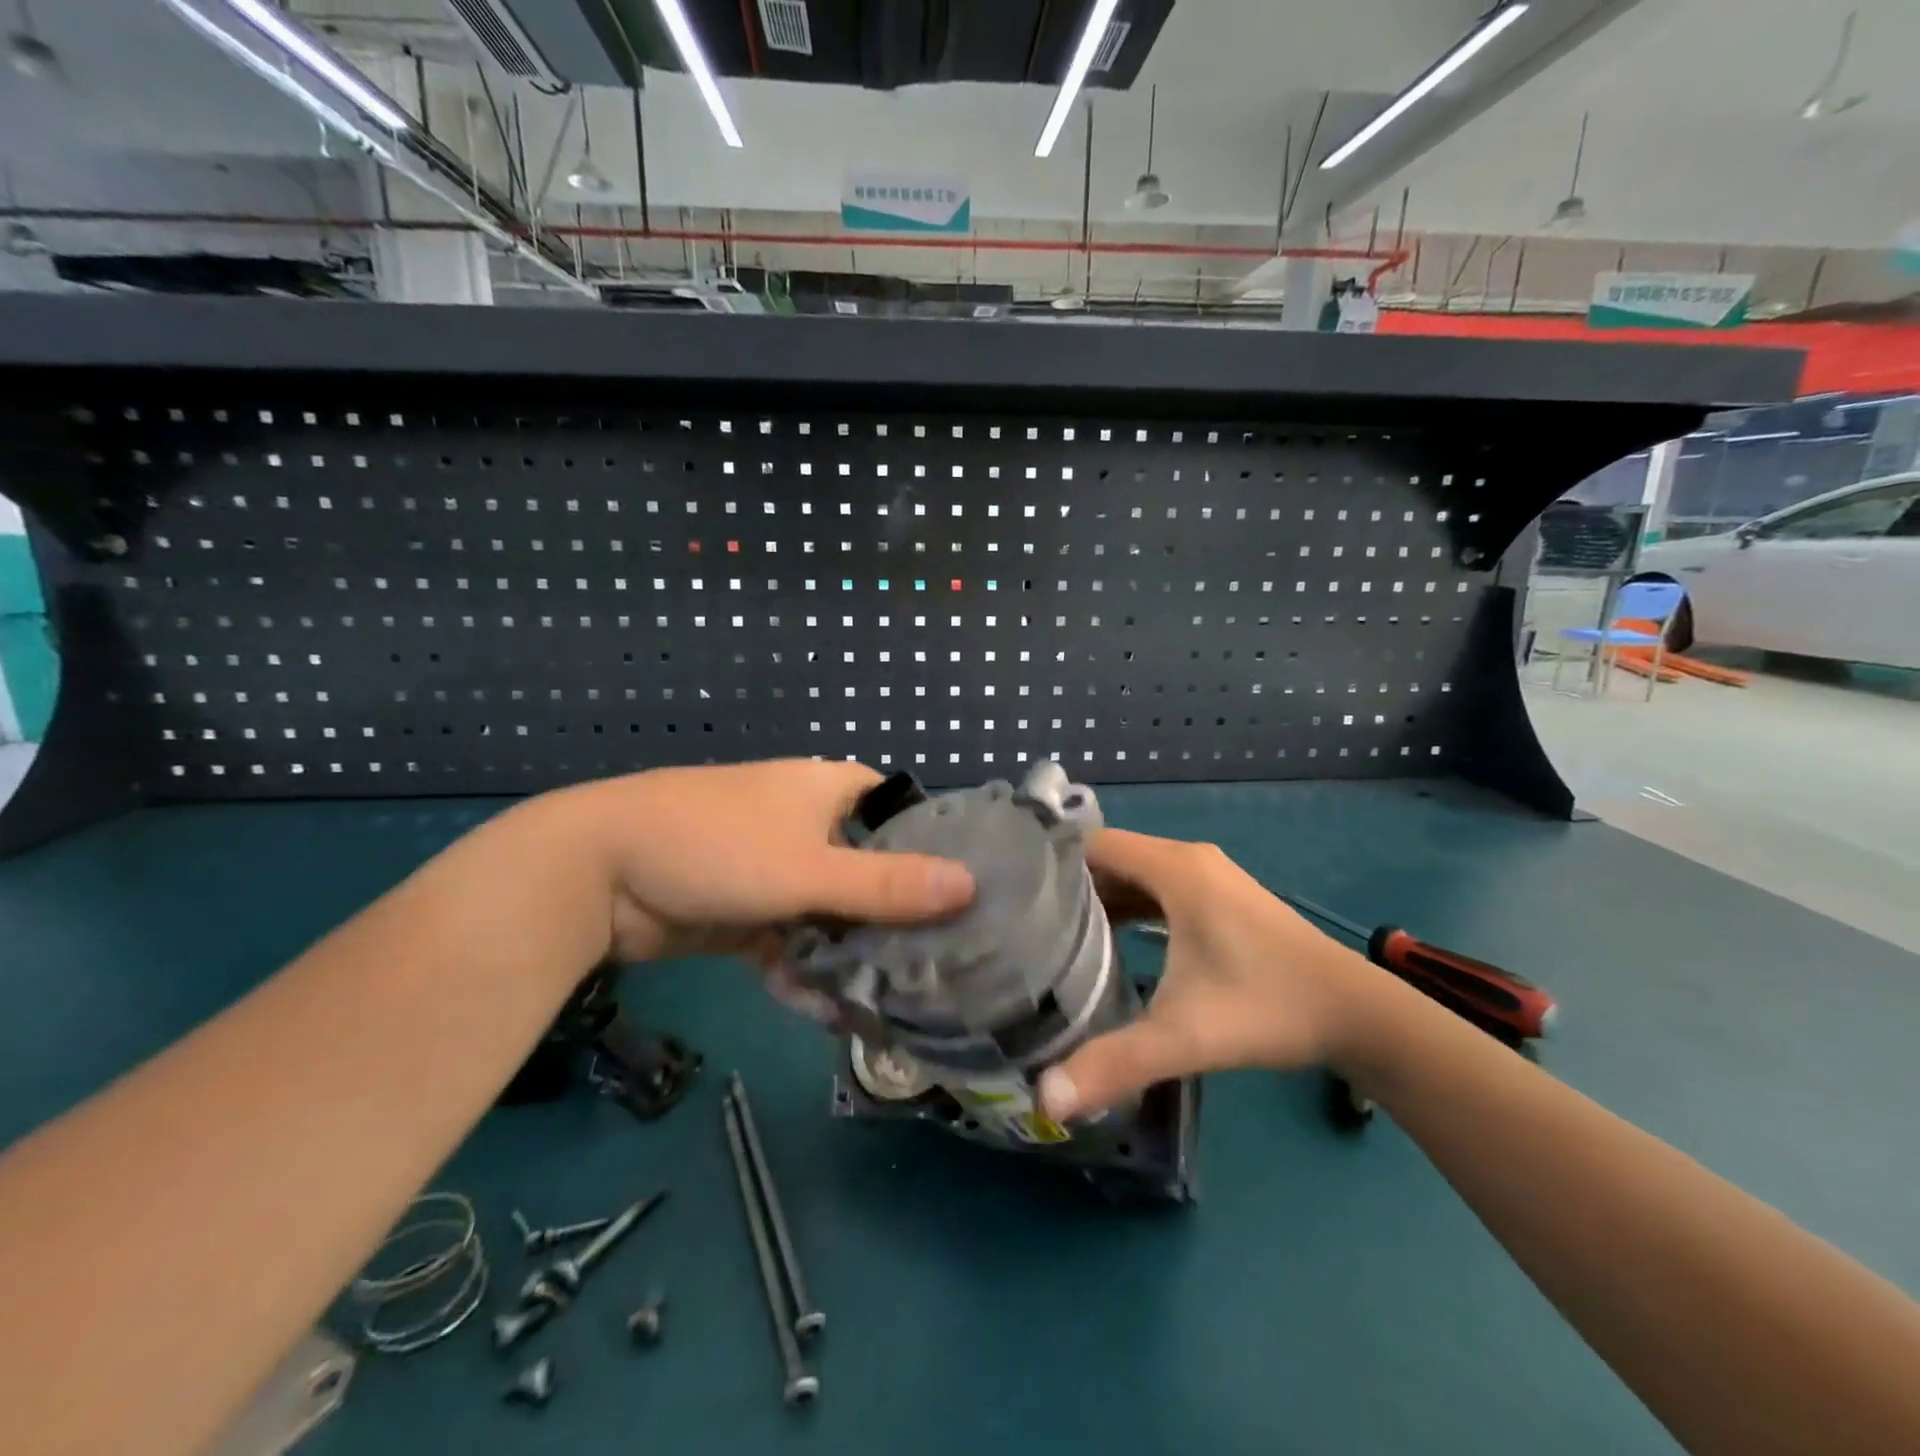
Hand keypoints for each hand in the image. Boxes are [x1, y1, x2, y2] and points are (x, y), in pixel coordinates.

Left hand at [553, 760, 974, 962]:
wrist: (595, 874)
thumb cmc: (717, 847)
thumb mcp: (810, 868)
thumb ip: (888, 884)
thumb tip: (970, 885)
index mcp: (828, 790)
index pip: (901, 812)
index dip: (935, 846)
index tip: (969, 893)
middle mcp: (808, 824)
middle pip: (870, 869)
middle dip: (897, 915)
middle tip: (941, 962)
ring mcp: (776, 869)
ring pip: (832, 912)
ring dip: (851, 952)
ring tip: (892, 1001)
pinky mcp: (747, 911)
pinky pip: (792, 940)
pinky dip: (805, 969)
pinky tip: (826, 1010)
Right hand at [1038, 830, 1377, 1120]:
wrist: (1357, 1013)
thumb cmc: (1268, 1007)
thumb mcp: (1186, 1035)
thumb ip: (1115, 1062)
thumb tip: (1046, 1100)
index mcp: (1176, 869)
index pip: (1094, 844)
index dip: (1052, 864)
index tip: (1014, 894)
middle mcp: (1189, 859)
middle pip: (1112, 857)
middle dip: (1069, 886)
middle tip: (1024, 921)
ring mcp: (1209, 876)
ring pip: (1136, 874)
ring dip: (1100, 898)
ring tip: (1055, 933)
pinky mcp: (1221, 897)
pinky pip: (1159, 889)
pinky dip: (1131, 906)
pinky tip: (1111, 943)